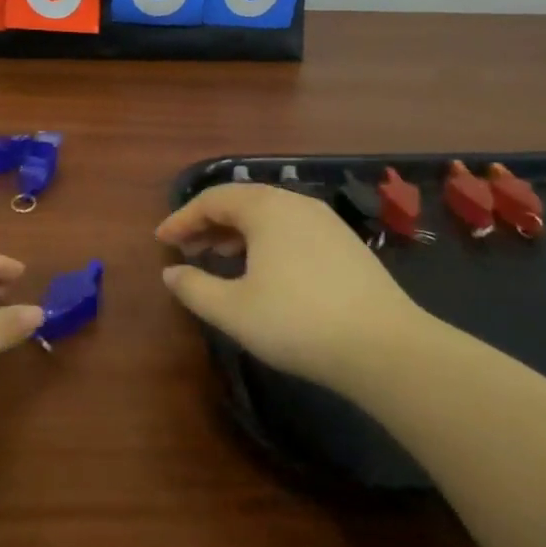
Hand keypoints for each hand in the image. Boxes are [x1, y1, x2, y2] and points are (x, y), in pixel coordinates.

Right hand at [155, 184, 422, 390]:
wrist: (384, 346)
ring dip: (238, 232)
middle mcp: (295, 203)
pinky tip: (263, 271)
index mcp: (265, 208)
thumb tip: (171, 272)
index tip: (161, 239)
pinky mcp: (346, 243)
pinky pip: (292, 229)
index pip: (212, 200)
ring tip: (219, 258)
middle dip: (209, 223)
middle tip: (186, 248)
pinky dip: (266, 241)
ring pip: (269, 215)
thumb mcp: (233, 310)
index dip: (182, 218)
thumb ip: (194, 288)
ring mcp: (325, 221)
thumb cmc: (297, 322)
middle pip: (242, 201)